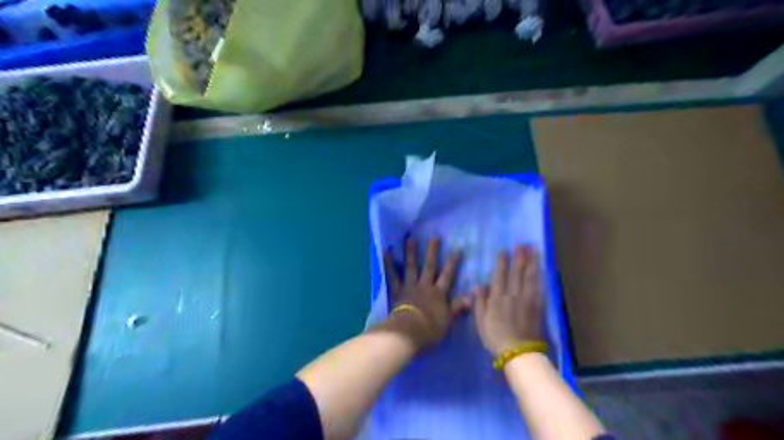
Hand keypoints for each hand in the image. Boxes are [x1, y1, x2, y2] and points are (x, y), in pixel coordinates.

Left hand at [382, 237, 467, 349]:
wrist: (408, 332)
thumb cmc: (430, 330)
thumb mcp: (448, 321)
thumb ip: (457, 307)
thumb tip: (471, 297)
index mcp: (438, 294)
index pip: (447, 276)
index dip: (452, 263)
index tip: (457, 249)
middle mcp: (424, 286)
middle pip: (429, 267)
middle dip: (432, 252)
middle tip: (434, 238)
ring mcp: (409, 287)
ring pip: (411, 267)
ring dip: (411, 253)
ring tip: (410, 240)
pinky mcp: (397, 291)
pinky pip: (392, 276)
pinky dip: (389, 264)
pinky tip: (386, 253)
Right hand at [474, 246, 542, 354]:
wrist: (518, 352)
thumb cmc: (495, 338)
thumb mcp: (480, 322)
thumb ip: (480, 302)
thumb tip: (479, 285)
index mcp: (496, 299)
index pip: (499, 276)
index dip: (502, 263)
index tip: (504, 251)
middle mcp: (511, 295)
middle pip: (515, 273)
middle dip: (518, 258)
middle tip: (521, 245)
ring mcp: (526, 299)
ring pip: (528, 276)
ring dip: (530, 262)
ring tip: (532, 250)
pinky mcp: (537, 305)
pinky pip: (538, 286)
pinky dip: (539, 275)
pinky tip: (540, 267)